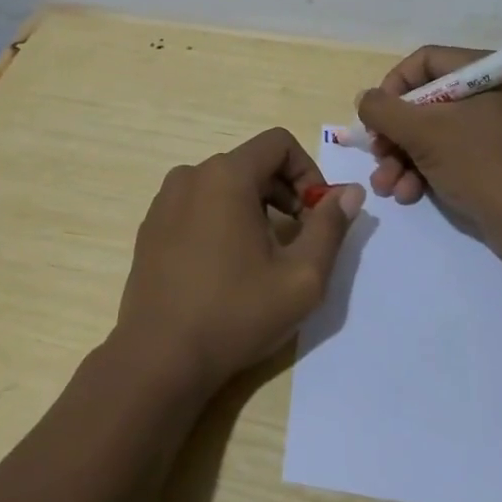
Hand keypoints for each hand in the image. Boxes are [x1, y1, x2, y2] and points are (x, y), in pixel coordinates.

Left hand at [115, 128, 364, 397]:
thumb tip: (350, 192)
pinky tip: (225, 266)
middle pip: (251, 163)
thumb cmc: (235, 313)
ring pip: (224, 184)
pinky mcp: (151, 226)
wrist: (159, 358)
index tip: (317, 216)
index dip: (308, 172)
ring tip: (263, 256)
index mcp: (226, 175)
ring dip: (254, 207)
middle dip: (284, 192)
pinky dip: (221, 219)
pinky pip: (197, 204)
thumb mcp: (301, 277)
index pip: (278, 143)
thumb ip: (331, 227)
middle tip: (299, 240)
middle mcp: (191, 175)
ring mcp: (165, 200)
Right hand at [356, 45, 501, 242]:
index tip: (377, 115)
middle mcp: (491, 97)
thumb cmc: (481, 166)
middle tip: (376, 154)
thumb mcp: (424, 133)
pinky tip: (407, 194)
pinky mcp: (489, 162)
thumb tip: (364, 100)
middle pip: (424, 101)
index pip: (426, 62)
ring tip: (385, 185)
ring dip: (401, 158)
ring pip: (430, 132)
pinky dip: (422, 171)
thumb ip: (384, 110)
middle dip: (394, 133)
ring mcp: (491, 131)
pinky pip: (446, 154)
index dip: (394, 85)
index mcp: (488, 76)